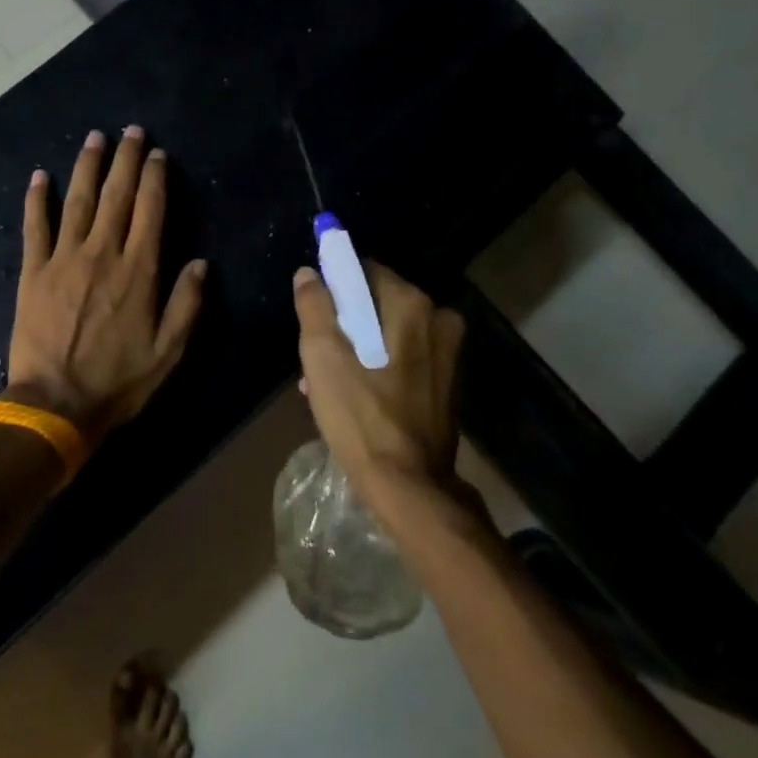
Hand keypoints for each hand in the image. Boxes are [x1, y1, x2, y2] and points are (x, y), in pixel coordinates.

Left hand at [6, 127, 207, 441]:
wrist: (55, 404)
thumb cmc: (117, 381)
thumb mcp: (168, 352)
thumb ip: (186, 305)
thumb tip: (200, 263)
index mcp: (138, 271)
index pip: (150, 211)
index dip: (154, 178)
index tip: (156, 154)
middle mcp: (102, 254)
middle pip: (116, 196)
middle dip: (124, 160)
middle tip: (129, 131)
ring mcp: (64, 259)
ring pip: (77, 201)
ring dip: (86, 167)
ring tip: (94, 138)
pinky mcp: (34, 272)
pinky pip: (35, 227)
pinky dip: (36, 200)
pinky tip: (38, 176)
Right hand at [292, 261, 475, 534]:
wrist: (409, 485)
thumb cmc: (360, 416)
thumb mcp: (322, 357)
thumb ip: (314, 306)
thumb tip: (308, 273)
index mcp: (411, 304)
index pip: (365, 271)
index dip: (334, 288)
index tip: (314, 315)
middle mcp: (439, 318)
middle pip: (377, 304)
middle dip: (344, 324)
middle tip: (316, 357)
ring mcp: (449, 353)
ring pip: (390, 333)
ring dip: (358, 349)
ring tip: (326, 384)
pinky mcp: (448, 382)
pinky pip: (405, 358)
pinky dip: (380, 367)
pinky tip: (355, 396)